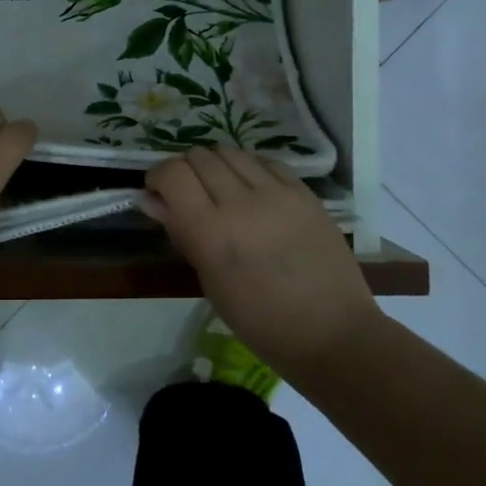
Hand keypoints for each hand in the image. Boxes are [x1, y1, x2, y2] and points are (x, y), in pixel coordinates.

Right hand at [143, 147, 380, 372]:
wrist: (332, 333)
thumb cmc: (259, 320)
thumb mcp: (209, 282)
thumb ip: (180, 233)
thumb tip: (153, 201)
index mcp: (210, 232)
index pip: (172, 174)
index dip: (158, 178)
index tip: (158, 194)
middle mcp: (241, 203)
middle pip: (198, 157)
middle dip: (185, 171)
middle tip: (189, 194)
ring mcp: (277, 194)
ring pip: (230, 152)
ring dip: (215, 165)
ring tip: (221, 189)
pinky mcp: (304, 193)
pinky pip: (265, 161)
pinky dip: (249, 168)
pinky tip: (251, 188)